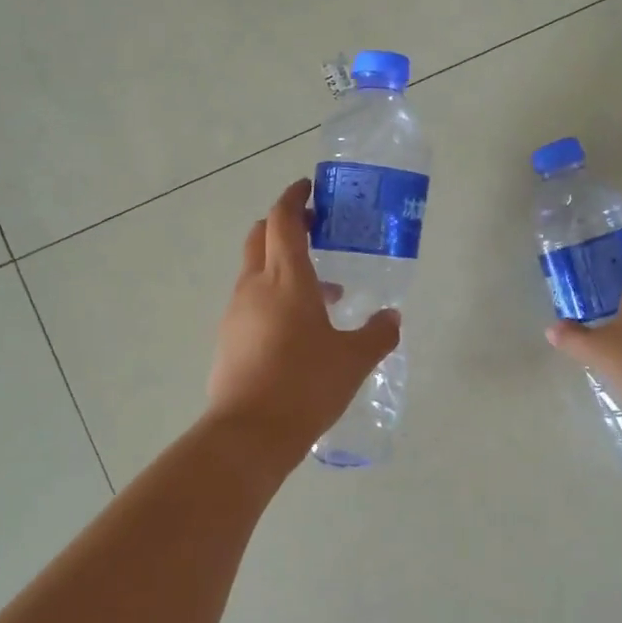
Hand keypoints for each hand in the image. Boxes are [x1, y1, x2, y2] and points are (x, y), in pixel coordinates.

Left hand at [206, 179, 400, 462]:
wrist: (250, 432)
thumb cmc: (306, 385)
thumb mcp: (354, 359)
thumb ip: (378, 334)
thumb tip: (392, 317)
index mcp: (286, 279)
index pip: (283, 220)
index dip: (294, 199)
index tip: (308, 190)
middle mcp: (255, 286)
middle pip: (261, 236)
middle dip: (284, 226)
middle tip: (315, 233)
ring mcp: (236, 312)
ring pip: (256, 271)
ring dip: (283, 268)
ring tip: (322, 293)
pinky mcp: (228, 338)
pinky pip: (251, 302)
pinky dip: (273, 297)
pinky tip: (299, 329)